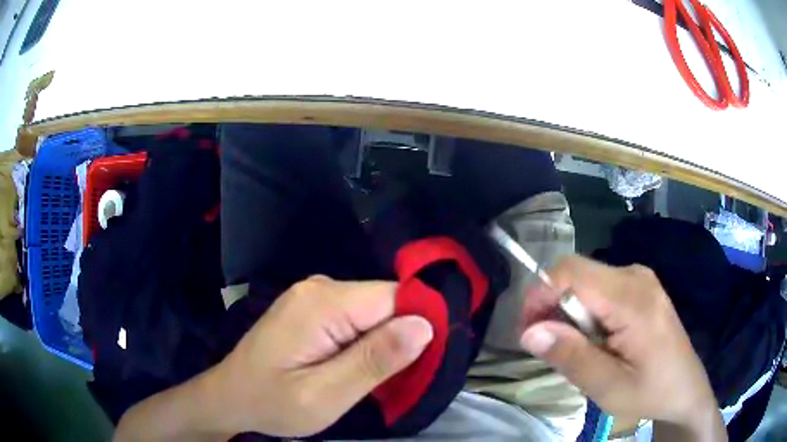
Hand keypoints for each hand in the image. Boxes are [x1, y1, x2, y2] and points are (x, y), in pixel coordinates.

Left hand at [114, 276, 432, 440]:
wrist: (231, 397)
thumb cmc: (272, 403)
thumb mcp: (324, 395)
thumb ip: (374, 361)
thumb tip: (424, 325)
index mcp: (323, 303)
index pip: (396, 297)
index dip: (419, 327)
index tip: (424, 363)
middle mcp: (320, 287)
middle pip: (386, 302)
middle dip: (400, 338)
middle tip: (395, 380)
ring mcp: (315, 296)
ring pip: (375, 311)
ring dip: (384, 343)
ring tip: (375, 379)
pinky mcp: (313, 308)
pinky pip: (357, 317)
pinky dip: (367, 341)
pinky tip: (355, 366)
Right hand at [519, 256, 724, 439]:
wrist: (685, 388)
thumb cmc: (650, 391)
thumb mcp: (608, 387)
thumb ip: (572, 357)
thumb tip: (529, 331)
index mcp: (633, 299)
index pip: (572, 272)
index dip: (541, 294)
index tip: (528, 329)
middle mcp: (636, 276)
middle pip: (578, 273)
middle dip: (553, 305)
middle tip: (549, 346)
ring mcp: (641, 278)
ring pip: (587, 280)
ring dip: (570, 312)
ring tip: (576, 349)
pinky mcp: (641, 286)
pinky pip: (601, 287)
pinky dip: (587, 311)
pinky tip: (596, 339)